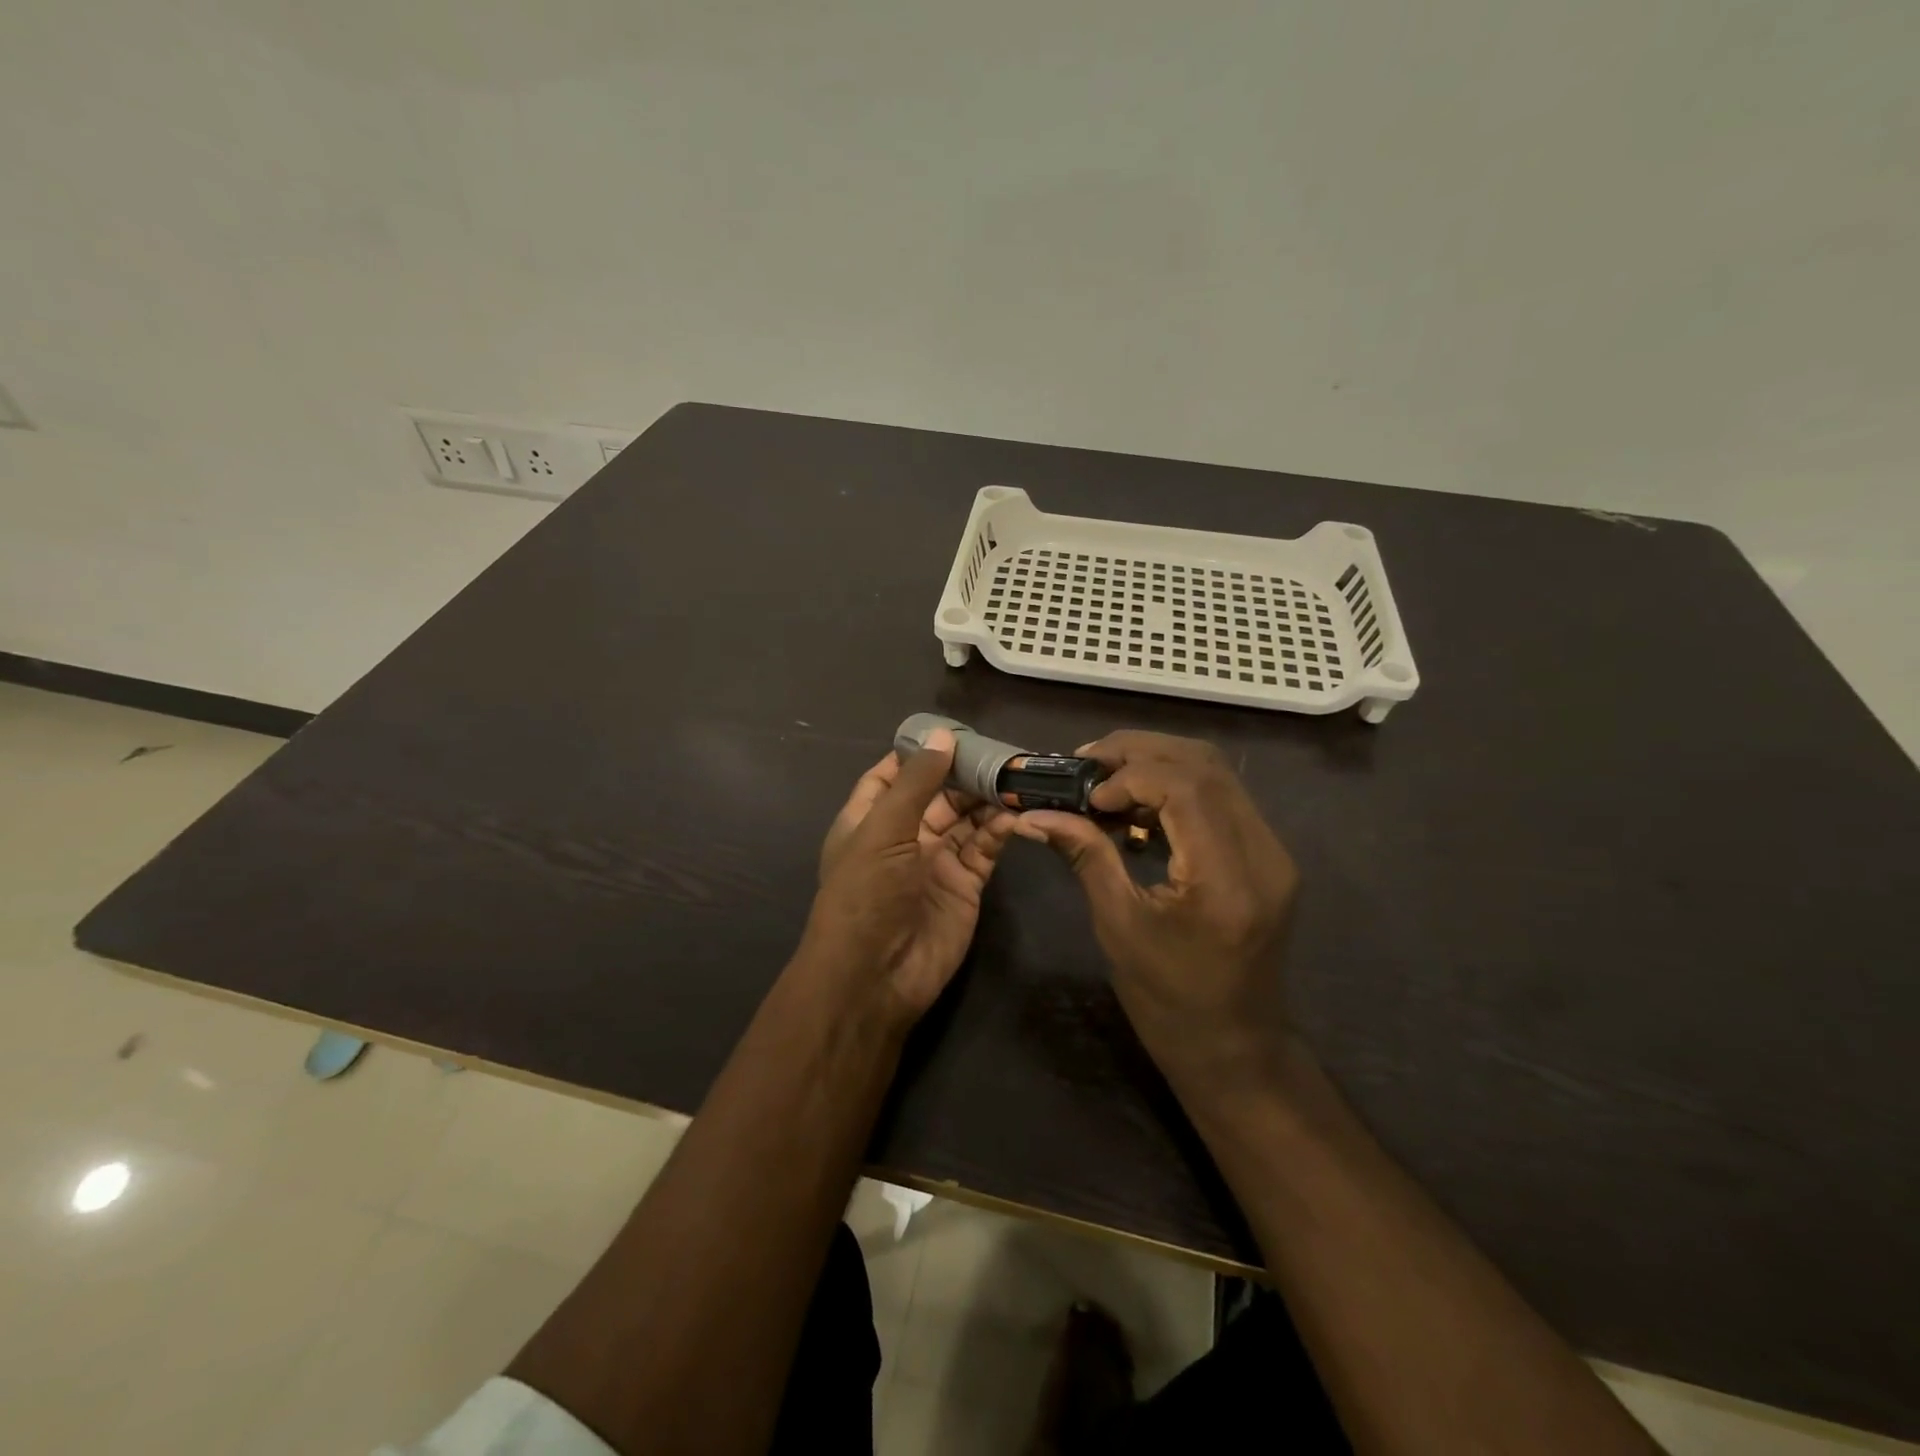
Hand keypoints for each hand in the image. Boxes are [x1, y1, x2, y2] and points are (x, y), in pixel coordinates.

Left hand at [800, 728, 1019, 1020]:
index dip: (920, 753)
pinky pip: (985, 848)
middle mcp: (904, 836)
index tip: (953, 731)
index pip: (893, 774)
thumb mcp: (883, 830)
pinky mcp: (965, 885)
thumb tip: (942, 735)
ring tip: (1018, 776)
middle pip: (938, 794)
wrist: (875, 977)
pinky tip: (1017, 813)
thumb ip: (916, 783)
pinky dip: (1000, 831)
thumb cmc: (866, 894)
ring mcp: (936, 861)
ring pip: (966, 819)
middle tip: (1002, 752)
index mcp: (870, 819)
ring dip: (988, 799)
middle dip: (966, 774)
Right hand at [1019, 731, 1298, 1093]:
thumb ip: (1085, 855)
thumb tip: (1034, 813)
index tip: (1086, 794)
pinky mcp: (1267, 856)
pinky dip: (1177, 787)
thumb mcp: (1118, 926)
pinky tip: (1138, 807)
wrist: (1235, 1049)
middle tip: (1087, 762)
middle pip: (1205, 766)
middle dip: (1141, 752)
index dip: (1130, 774)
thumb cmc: (1168, 1001)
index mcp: (1226, 880)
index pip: (1186, 788)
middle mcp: (1263, 854)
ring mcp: (1272, 852)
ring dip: (1158, 763)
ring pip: (1217, 774)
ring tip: (1106, 779)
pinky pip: (1222, 799)